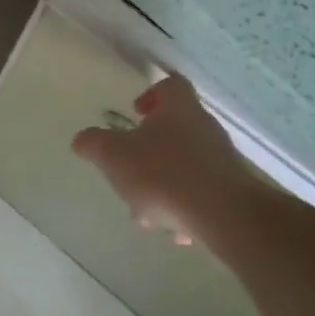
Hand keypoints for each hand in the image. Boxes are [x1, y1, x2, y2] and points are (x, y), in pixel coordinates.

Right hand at [71, 75, 257, 243]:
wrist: (224, 216)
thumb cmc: (164, 173)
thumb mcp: (114, 155)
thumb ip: (94, 144)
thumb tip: (81, 140)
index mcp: (179, 108)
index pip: (170, 85)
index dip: (152, 94)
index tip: (135, 112)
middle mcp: (205, 127)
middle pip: (176, 127)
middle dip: (151, 149)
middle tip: (131, 167)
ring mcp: (222, 160)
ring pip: (187, 163)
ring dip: (166, 182)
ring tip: (149, 210)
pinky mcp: (233, 191)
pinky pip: (204, 192)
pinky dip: (187, 206)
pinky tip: (175, 230)